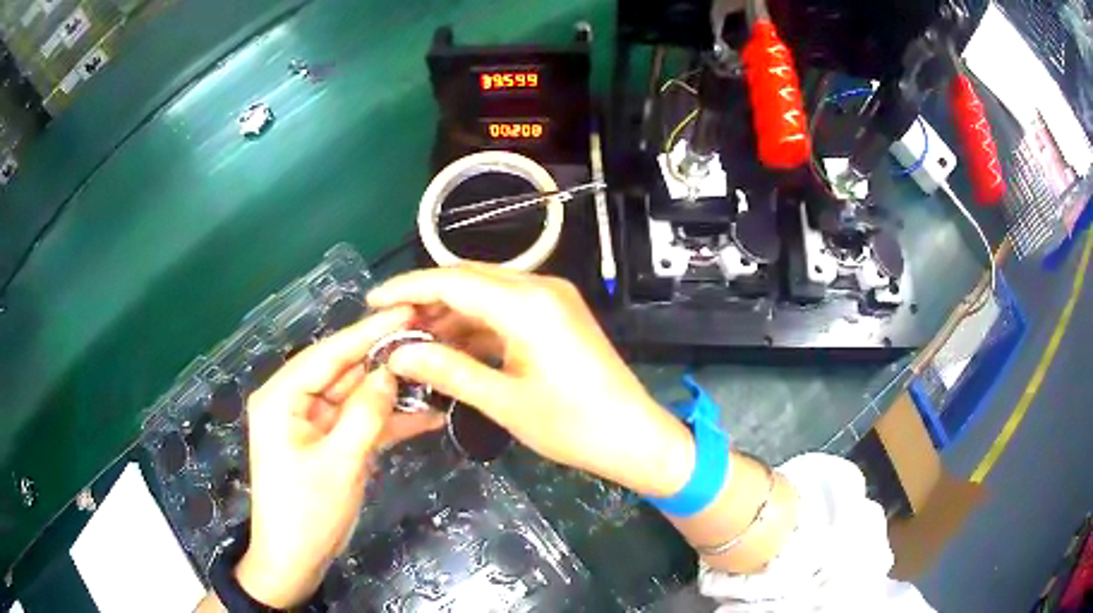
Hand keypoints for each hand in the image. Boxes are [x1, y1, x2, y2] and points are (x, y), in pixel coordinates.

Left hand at [234, 307, 443, 607]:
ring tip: (434, 371)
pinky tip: (426, 415)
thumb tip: (389, 373)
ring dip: (392, 391)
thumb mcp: (338, 464)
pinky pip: (361, 422)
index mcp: (282, 397)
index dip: (368, 332)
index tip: (406, 311)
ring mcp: (315, 423)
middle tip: (428, 338)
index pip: (328, 354)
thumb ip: (365, 415)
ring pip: (357, 396)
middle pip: (344, 371)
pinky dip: (389, 421)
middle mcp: (295, 401)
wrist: (295, 560)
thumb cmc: (306, 512)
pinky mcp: (330, 443)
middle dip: (384, 359)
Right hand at [367, 265, 694, 497]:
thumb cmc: (573, 425)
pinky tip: (449, 345)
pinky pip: (504, 309)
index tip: (372, 302)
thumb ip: (447, 371)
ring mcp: (551, 299)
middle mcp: (540, 287)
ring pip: (484, 293)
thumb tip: (396, 355)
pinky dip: (474, 324)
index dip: (408, 288)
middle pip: (467, 279)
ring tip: (411, 339)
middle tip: (388, 324)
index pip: (452, 281)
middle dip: (425, 298)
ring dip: (449, 312)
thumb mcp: (504, 402)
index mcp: (528, 304)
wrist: (634, 436)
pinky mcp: (556, 315)